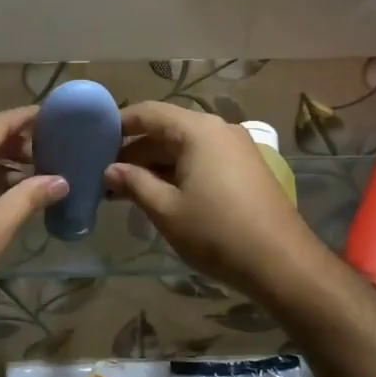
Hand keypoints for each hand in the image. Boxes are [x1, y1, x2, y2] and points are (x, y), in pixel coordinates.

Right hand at [106, 101, 319, 302]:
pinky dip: (178, 172)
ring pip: (184, 147)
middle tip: (105, 175)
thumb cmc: (217, 233)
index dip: (118, 124)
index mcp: (198, 131)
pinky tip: (160, 195)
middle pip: (166, 129)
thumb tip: (110, 170)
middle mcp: (219, 130)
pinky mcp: (246, 169)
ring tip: (126, 190)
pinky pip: (203, 160)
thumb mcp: (166, 210)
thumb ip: (134, 184)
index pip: (148, 112)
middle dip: (134, 151)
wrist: (283, 264)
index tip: (92, 142)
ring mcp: (236, 149)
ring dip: (155, 165)